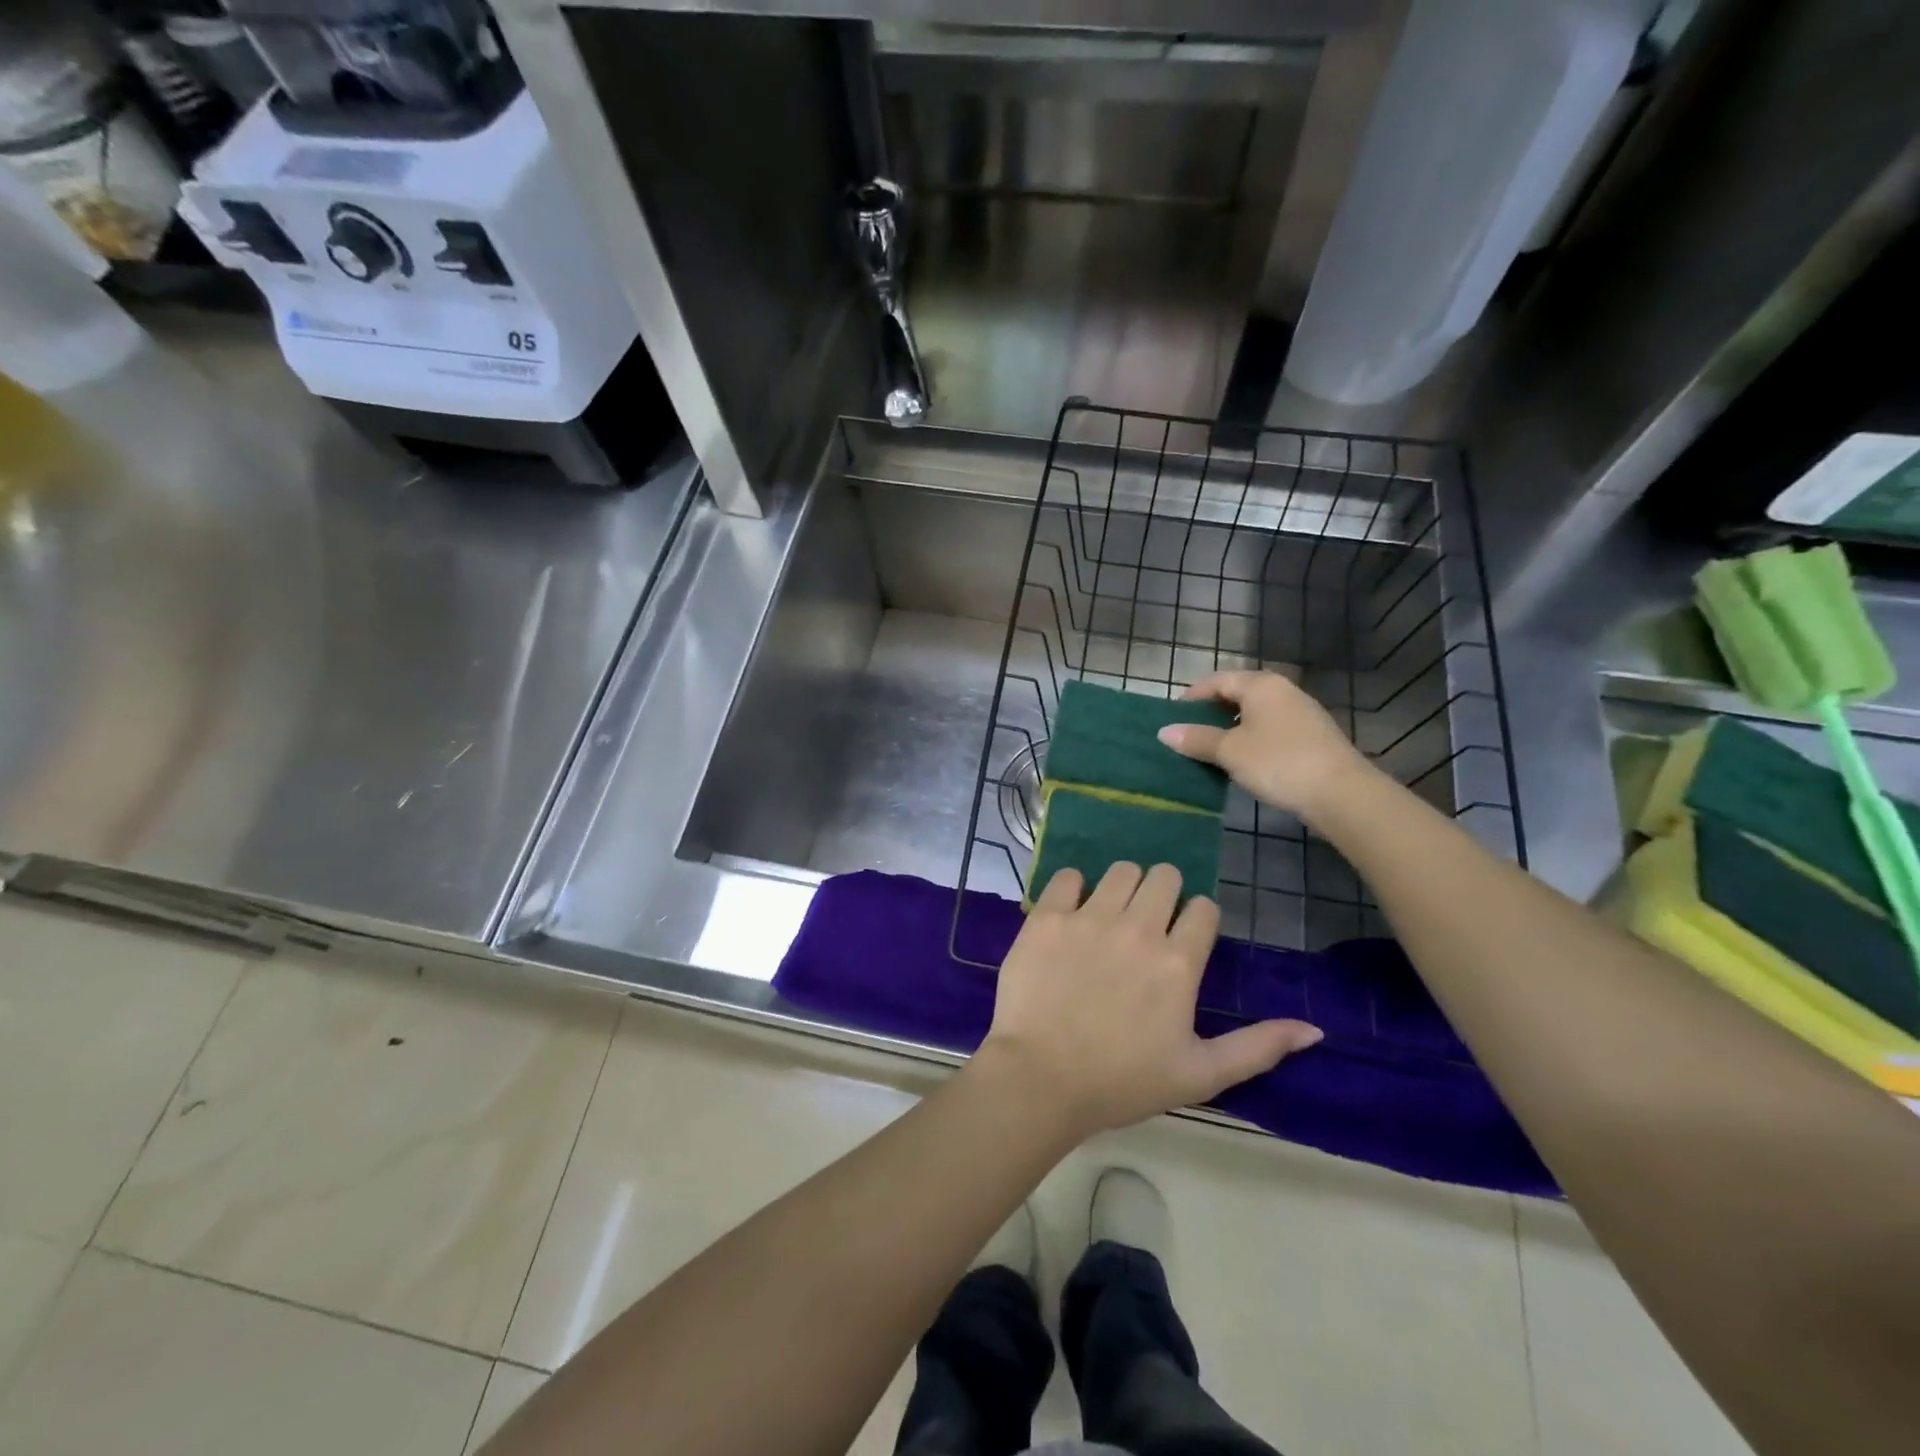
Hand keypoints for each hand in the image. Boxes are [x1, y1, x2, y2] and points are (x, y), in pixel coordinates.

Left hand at [979, 862, 1321, 1137]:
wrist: (1039, 1080)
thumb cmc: (1122, 1082)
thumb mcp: (1200, 1074)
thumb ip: (1258, 1048)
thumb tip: (1314, 1029)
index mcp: (1178, 962)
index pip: (1204, 908)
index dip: (1197, 921)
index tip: (1183, 941)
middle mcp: (1138, 928)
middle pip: (1164, 876)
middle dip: (1163, 893)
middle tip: (1147, 924)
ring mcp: (1089, 917)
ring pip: (1120, 871)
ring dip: (1123, 887)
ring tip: (1111, 917)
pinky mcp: (1047, 917)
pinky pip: (1067, 876)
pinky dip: (1073, 888)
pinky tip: (1071, 914)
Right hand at [1157, 670, 1375, 822]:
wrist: (1341, 793)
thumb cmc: (1278, 762)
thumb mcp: (1230, 751)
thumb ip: (1196, 739)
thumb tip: (1164, 732)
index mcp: (1261, 685)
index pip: (1217, 681)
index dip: (1192, 697)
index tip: (1173, 717)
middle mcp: (1283, 691)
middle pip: (1238, 694)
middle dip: (1211, 713)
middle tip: (1188, 734)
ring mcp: (1301, 714)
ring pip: (1256, 714)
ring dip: (1231, 728)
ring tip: (1210, 751)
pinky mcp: (1312, 737)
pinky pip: (1271, 730)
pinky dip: (1252, 740)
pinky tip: (1243, 762)